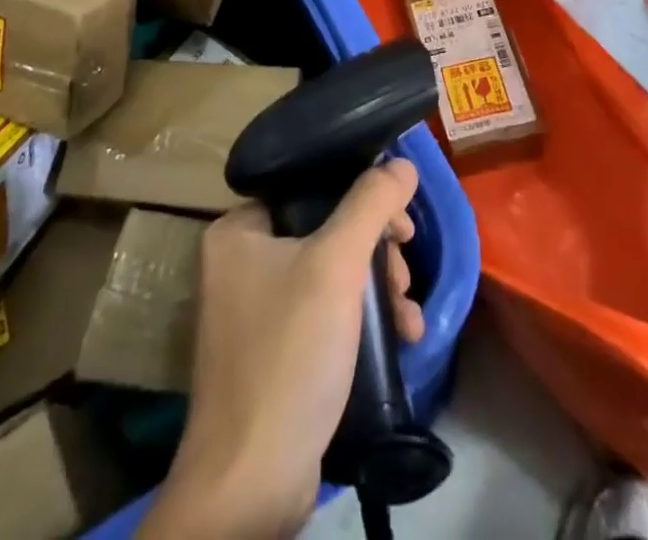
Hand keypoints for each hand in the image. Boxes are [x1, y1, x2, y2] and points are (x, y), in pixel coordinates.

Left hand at [140, 160, 424, 538]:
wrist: (253, 483)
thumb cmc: (289, 353)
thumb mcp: (336, 265)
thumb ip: (371, 205)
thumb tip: (402, 163)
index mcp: (238, 230)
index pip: (308, 187)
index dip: (360, 196)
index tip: (399, 223)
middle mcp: (240, 263)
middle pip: (325, 231)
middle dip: (377, 252)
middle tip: (405, 271)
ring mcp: (255, 313)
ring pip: (331, 275)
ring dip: (379, 289)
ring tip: (409, 314)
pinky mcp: (275, 354)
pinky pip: (326, 315)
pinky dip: (363, 322)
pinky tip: (401, 339)